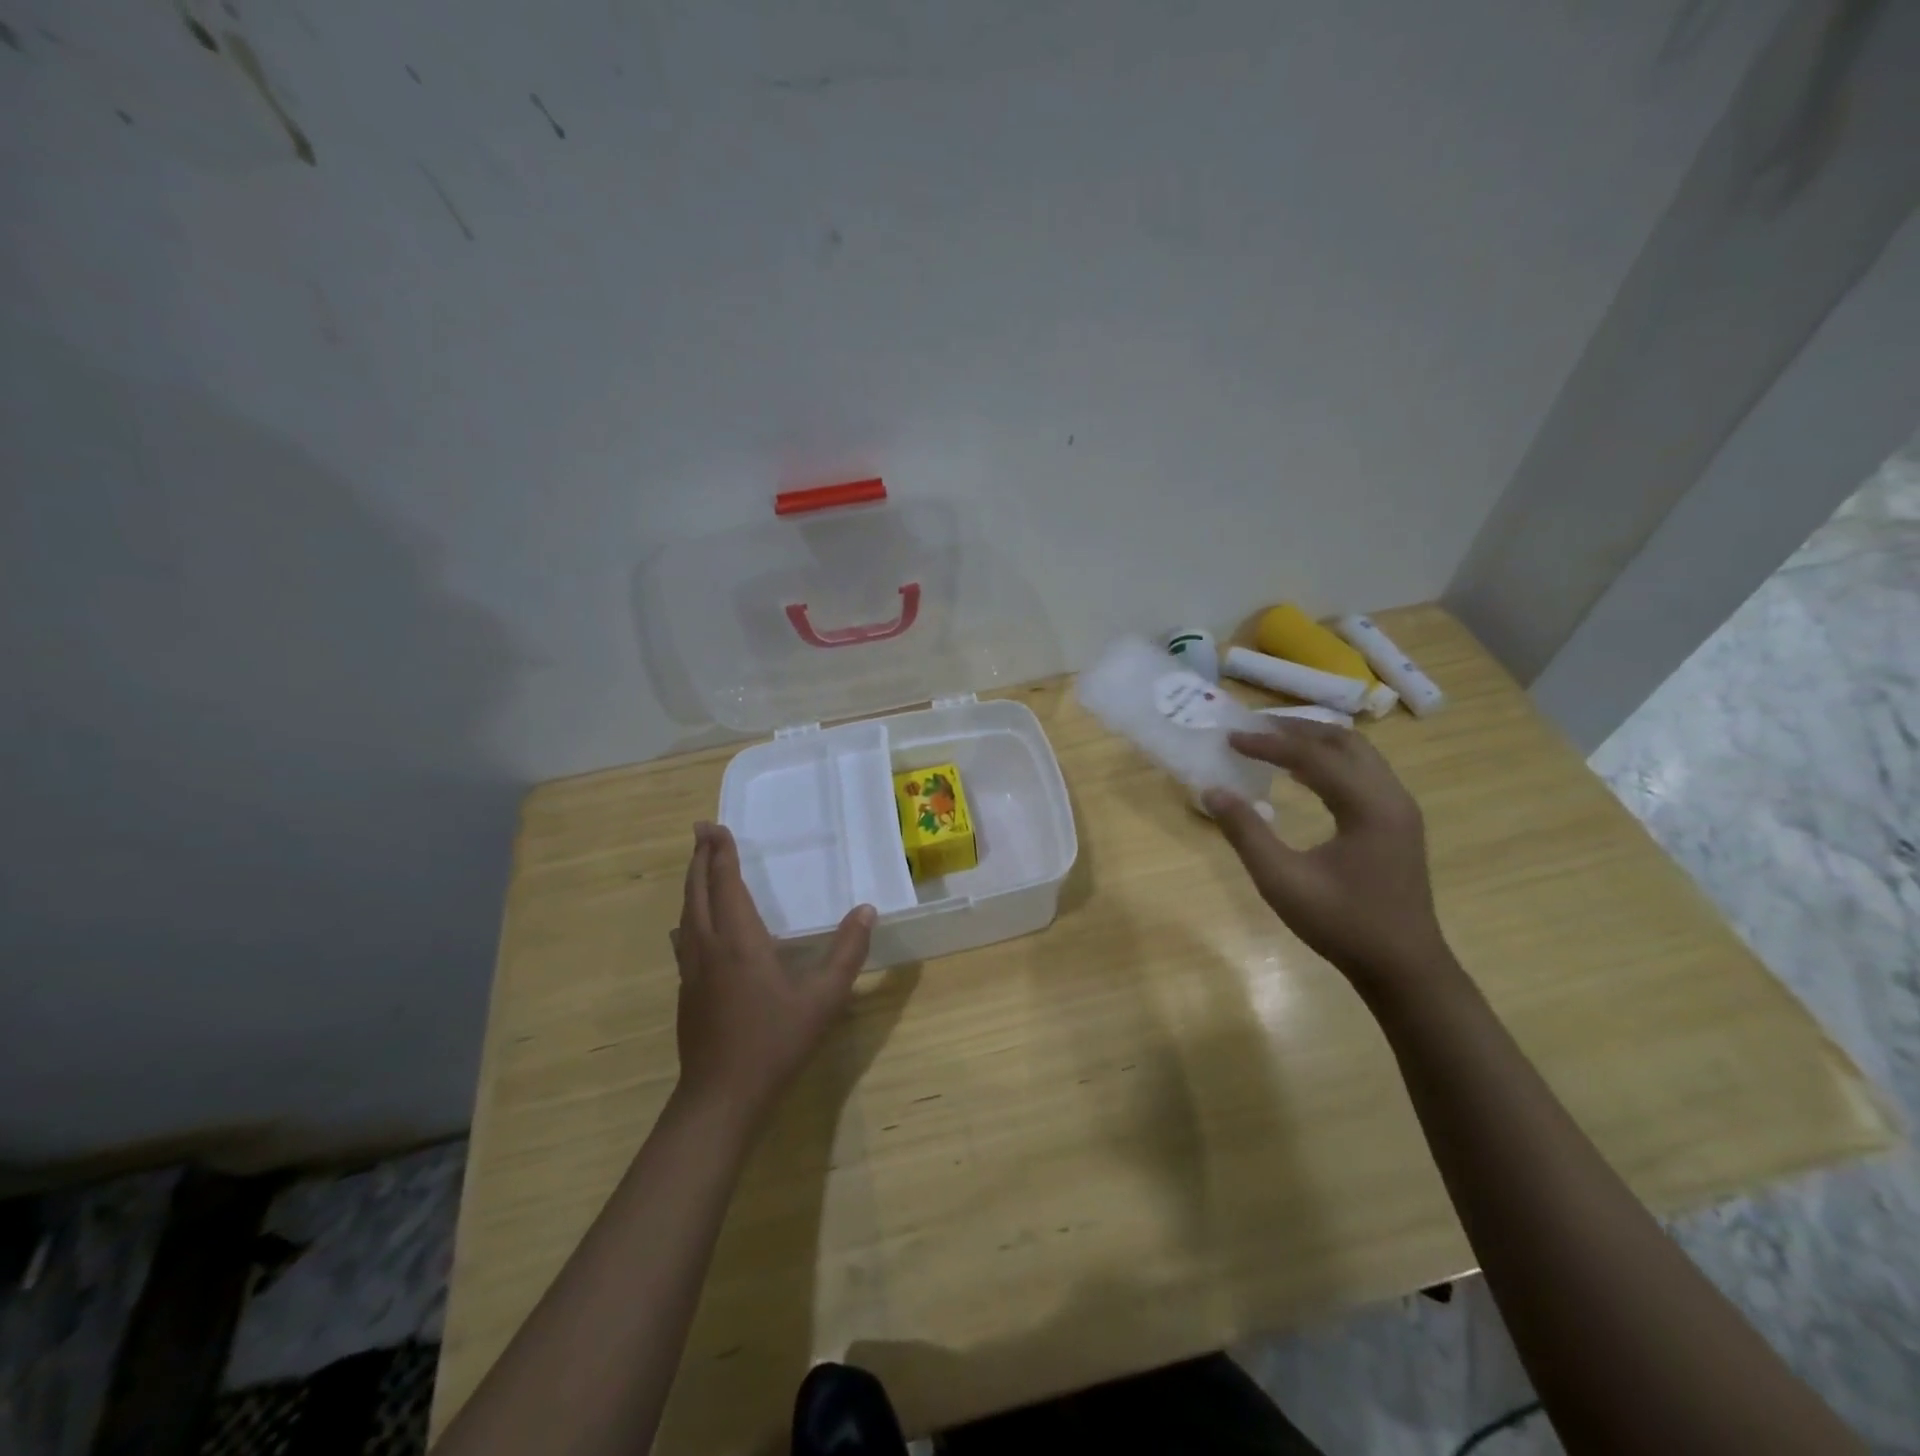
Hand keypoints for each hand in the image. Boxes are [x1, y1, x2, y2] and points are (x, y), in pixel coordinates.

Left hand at [672, 822, 875, 1128]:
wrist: (721, 1097)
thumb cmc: (775, 1042)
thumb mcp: (824, 998)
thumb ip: (847, 952)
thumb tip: (867, 910)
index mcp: (739, 941)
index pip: (725, 884)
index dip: (720, 853)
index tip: (715, 826)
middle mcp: (708, 947)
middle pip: (697, 892)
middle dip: (700, 858)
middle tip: (701, 831)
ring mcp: (691, 970)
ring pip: (686, 914)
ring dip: (692, 884)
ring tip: (698, 866)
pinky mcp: (686, 991)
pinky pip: (684, 937)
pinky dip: (690, 914)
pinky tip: (691, 925)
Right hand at [1202, 722, 1452, 988]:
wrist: (1403, 967)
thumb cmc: (1341, 924)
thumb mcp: (1282, 881)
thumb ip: (1246, 832)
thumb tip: (1212, 791)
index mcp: (1369, 807)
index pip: (1313, 757)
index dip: (1268, 744)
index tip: (1231, 738)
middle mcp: (1392, 796)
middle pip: (1343, 742)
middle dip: (1296, 729)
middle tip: (1252, 728)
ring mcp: (1400, 809)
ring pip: (1358, 754)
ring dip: (1315, 741)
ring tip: (1273, 741)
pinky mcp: (1397, 822)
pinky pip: (1363, 772)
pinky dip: (1330, 761)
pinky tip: (1302, 774)